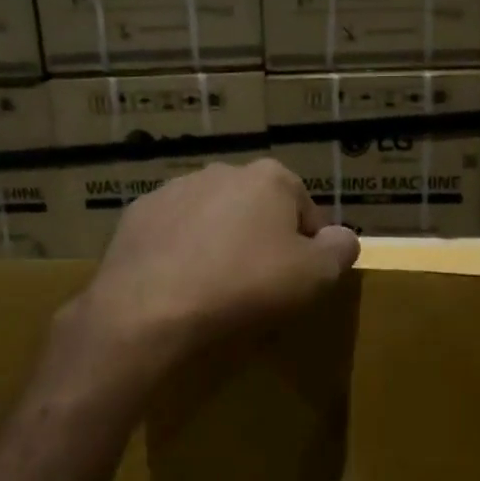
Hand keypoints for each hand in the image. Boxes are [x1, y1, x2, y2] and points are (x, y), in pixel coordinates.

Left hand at [68, 159, 359, 374]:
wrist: (151, 309)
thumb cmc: (245, 287)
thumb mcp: (315, 276)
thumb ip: (340, 250)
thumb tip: (342, 237)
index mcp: (270, 178)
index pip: (306, 211)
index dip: (309, 248)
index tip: (298, 281)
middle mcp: (222, 171)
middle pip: (257, 209)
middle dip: (262, 240)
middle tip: (258, 286)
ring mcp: (174, 190)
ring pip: (213, 218)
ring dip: (221, 243)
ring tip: (215, 288)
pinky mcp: (137, 215)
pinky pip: (174, 233)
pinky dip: (182, 251)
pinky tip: (180, 284)